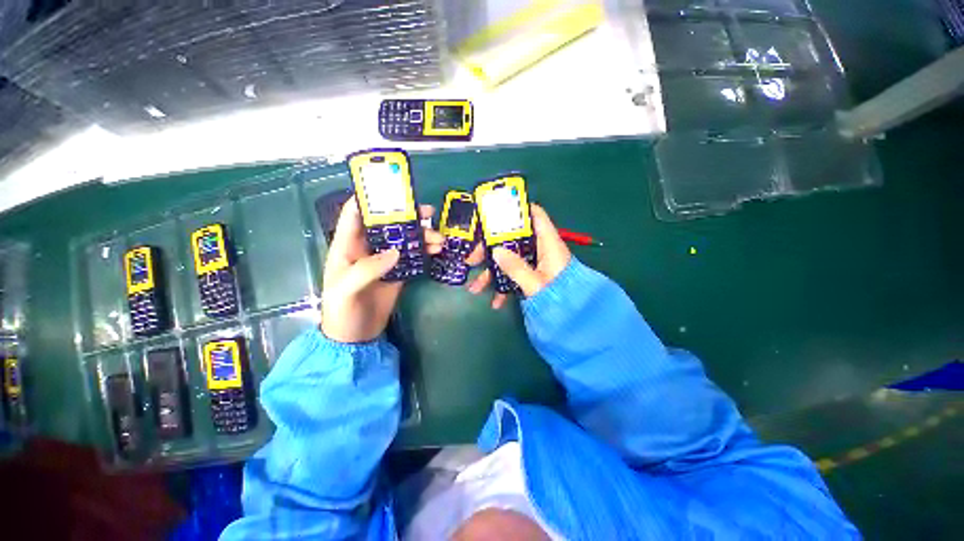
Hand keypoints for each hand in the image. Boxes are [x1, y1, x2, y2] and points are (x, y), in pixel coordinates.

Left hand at [321, 197, 443, 342]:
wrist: (356, 338)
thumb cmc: (341, 312)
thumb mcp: (347, 289)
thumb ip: (368, 269)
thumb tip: (396, 251)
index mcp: (347, 246)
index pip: (354, 215)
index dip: (369, 199)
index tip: (391, 190)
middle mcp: (367, 248)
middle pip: (387, 225)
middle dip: (407, 216)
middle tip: (429, 213)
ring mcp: (385, 260)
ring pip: (404, 240)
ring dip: (422, 236)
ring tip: (439, 239)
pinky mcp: (398, 272)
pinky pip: (413, 257)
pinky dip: (425, 252)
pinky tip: (437, 250)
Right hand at [466, 204, 570, 308]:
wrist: (575, 319)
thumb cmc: (560, 298)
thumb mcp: (535, 284)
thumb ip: (516, 268)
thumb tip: (495, 251)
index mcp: (548, 243)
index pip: (535, 215)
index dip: (516, 210)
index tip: (493, 216)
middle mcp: (541, 249)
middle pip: (512, 239)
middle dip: (490, 249)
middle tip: (472, 259)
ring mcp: (536, 263)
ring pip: (510, 258)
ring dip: (492, 272)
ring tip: (475, 288)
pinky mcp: (533, 275)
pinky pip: (515, 273)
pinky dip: (504, 284)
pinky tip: (496, 301)